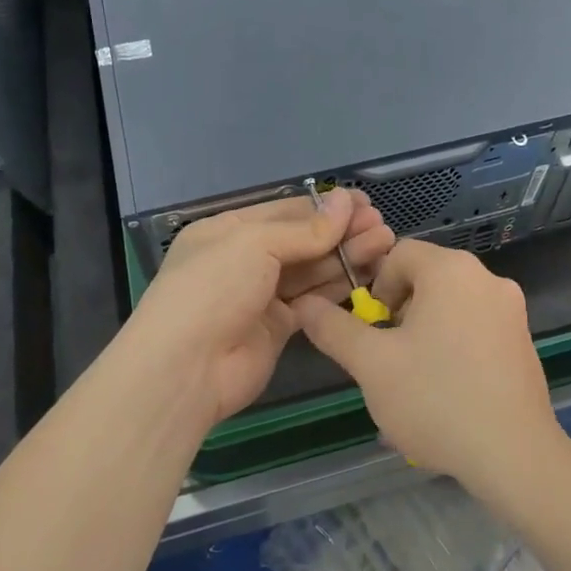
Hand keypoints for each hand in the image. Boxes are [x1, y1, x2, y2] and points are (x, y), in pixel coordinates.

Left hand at [113, 190, 394, 426]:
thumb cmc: (213, 289)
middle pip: (302, 240)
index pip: (285, 211)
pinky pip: (313, 299)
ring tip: (385, 243)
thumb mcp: (255, 244)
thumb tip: (347, 201)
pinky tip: (367, 274)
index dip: (325, 207)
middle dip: (342, 231)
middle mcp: (245, 259)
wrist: (186, 369)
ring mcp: (261, 294)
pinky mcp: (278, 327)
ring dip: (346, 255)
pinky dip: (337, 287)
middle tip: (382, 226)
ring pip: (311, 269)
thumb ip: (306, 229)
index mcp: (228, 231)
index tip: (364, 203)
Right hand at [290, 239, 566, 494]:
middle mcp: (487, 278)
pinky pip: (476, 329)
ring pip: (451, 306)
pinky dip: (455, 348)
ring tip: (414, 381)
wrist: (513, 455)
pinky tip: (447, 393)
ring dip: (425, 333)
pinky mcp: (524, 341)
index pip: (399, 253)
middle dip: (400, 313)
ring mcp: (512, 310)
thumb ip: (334, 328)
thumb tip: (305, 304)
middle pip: (427, 278)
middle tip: (389, 357)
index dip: (376, 286)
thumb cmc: (436, 399)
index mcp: (451, 270)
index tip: (373, 330)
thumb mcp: (372, 365)